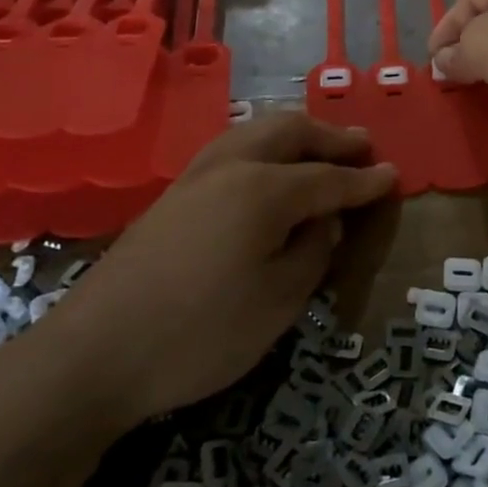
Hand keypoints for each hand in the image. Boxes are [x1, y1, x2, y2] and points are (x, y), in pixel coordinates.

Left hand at [31, 114, 395, 428]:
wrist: (93, 355)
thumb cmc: (199, 334)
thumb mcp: (278, 303)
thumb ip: (312, 253)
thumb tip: (323, 224)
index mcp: (264, 190)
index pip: (329, 178)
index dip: (365, 180)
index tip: (393, 175)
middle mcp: (232, 167)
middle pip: (290, 131)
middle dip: (331, 137)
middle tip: (362, 147)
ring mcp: (196, 176)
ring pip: (256, 131)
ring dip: (296, 134)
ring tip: (321, 147)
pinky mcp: (173, 194)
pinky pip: (232, 147)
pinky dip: (265, 145)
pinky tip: (269, 168)